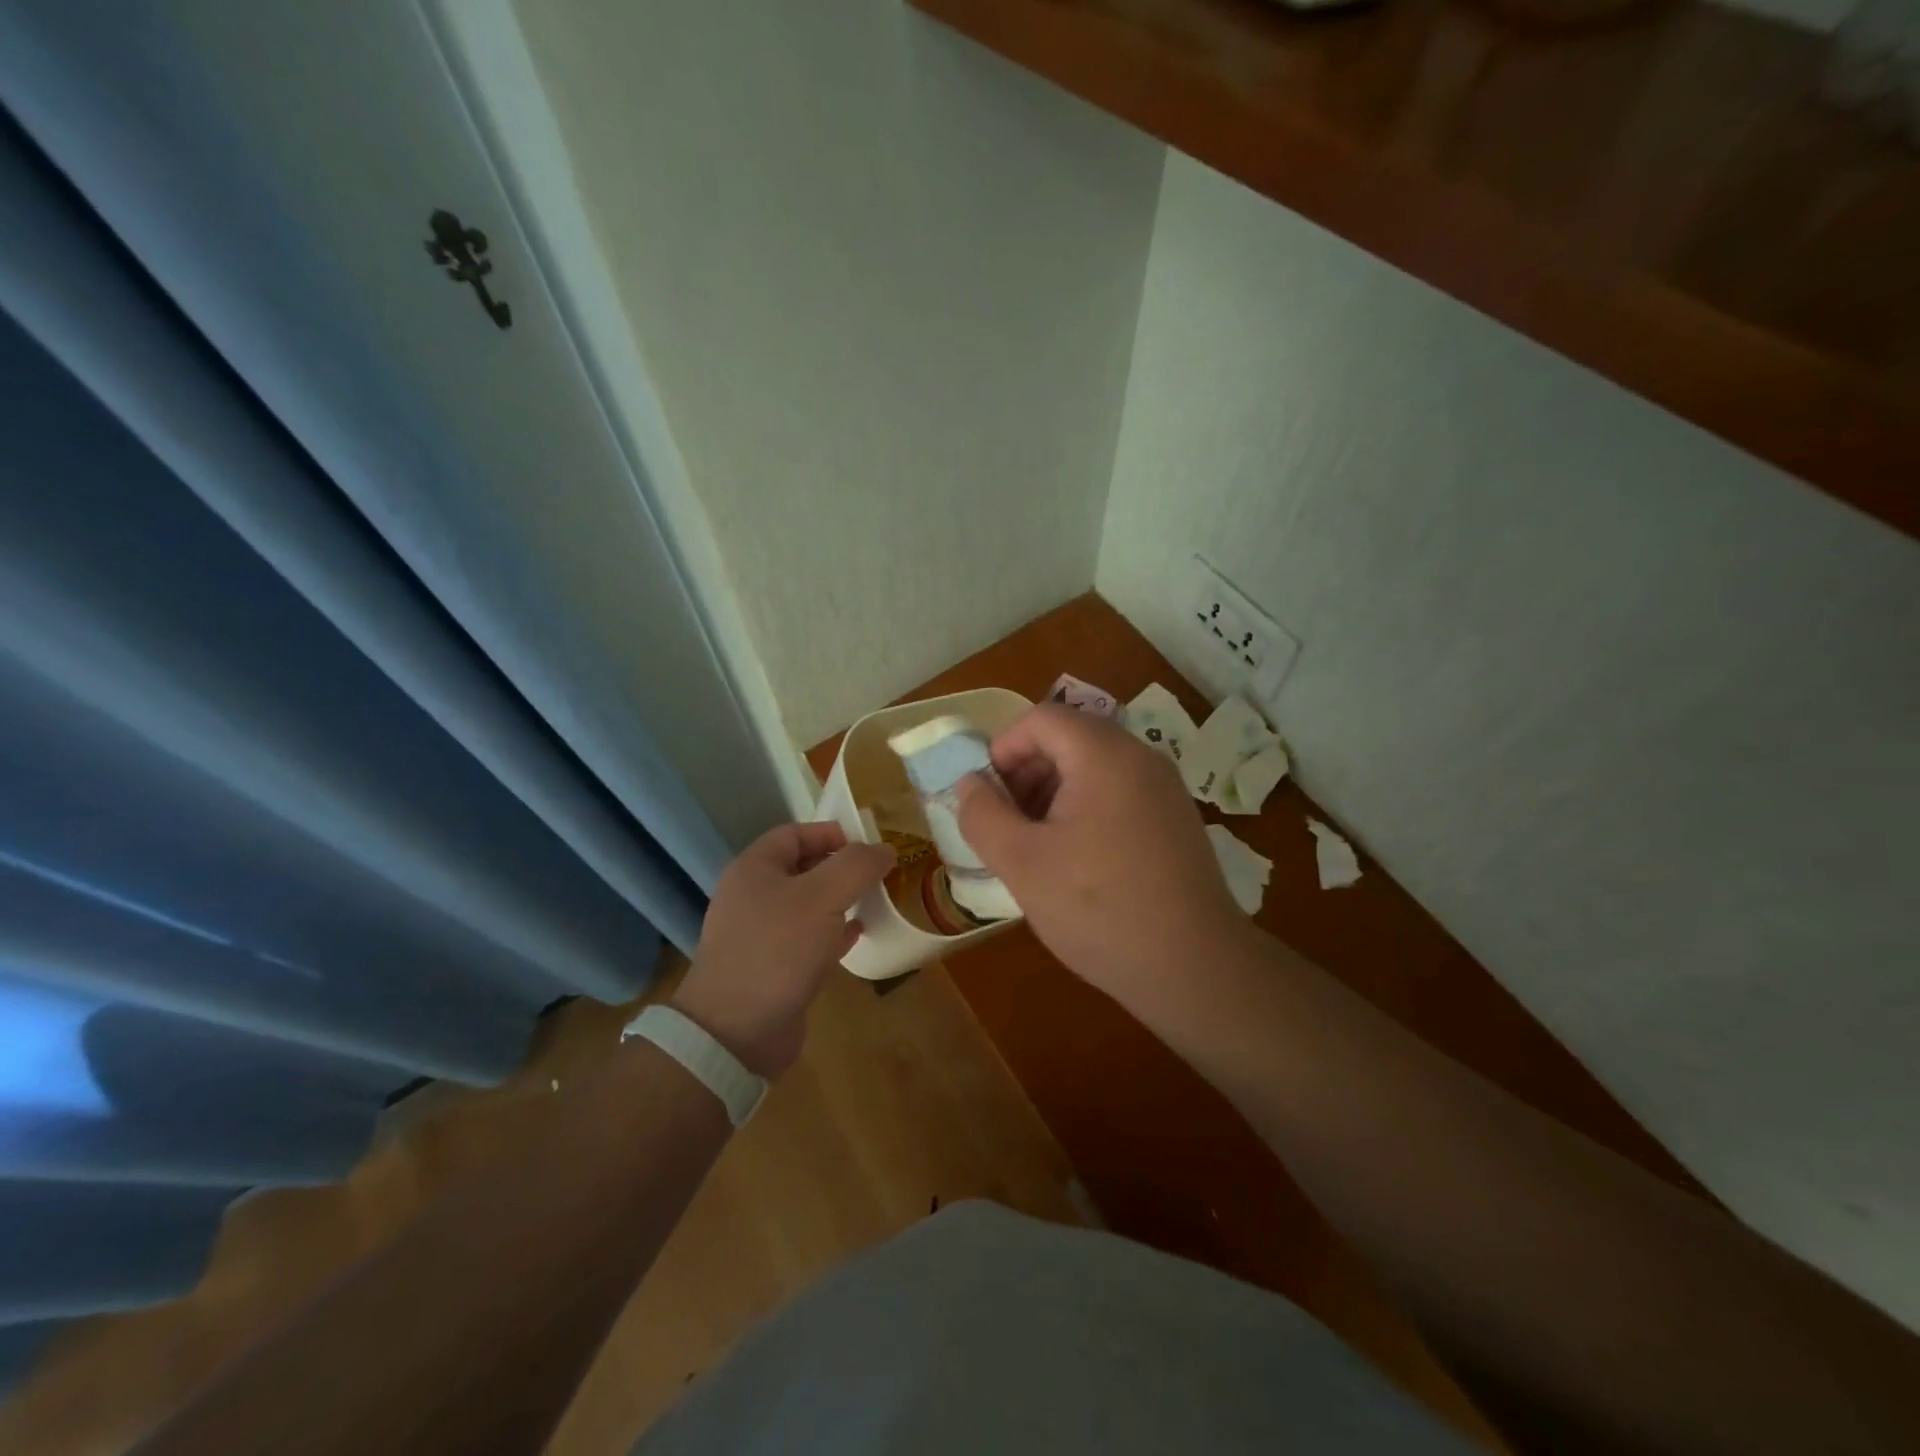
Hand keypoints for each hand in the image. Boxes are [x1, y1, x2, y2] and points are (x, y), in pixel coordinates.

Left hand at [671, 823, 894, 1078]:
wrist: (736, 1031)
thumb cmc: (778, 949)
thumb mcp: (823, 897)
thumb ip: (856, 866)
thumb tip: (884, 849)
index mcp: (754, 869)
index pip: (795, 833)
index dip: (831, 833)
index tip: (868, 845)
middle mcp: (752, 896)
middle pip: (802, 868)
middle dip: (840, 867)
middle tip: (878, 874)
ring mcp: (760, 934)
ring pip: (807, 905)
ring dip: (840, 900)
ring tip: (874, 901)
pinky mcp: (771, 968)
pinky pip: (807, 939)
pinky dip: (833, 933)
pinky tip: (857, 936)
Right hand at [956, 705, 1246, 1004]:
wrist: (1195, 969)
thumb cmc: (1099, 909)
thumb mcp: (1022, 863)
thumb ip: (983, 815)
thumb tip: (970, 784)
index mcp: (1105, 755)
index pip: (1042, 718)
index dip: (1003, 748)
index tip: (987, 796)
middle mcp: (1141, 758)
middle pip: (1070, 737)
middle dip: (1027, 771)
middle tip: (1006, 822)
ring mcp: (1165, 789)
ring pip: (1094, 766)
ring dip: (1053, 792)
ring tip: (1036, 845)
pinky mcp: (1176, 820)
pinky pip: (1119, 792)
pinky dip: (1085, 808)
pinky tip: (1075, 860)